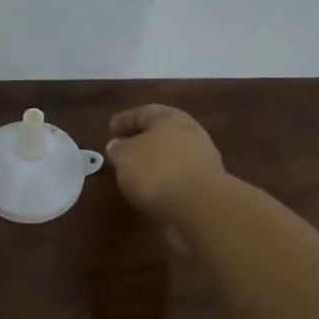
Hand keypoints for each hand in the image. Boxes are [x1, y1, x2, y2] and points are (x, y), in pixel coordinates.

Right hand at [106, 105, 226, 237]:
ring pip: (171, 153)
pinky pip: (179, 174)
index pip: (143, 112)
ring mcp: (202, 157)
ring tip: (136, 173)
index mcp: (169, 117)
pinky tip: (153, 188)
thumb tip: (118, 145)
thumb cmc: (156, 171)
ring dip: (154, 160)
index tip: (110, 130)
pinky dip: (165, 177)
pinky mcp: (207, 182)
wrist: (200, 206)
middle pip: (161, 131)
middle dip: (141, 139)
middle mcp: (190, 131)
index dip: (124, 120)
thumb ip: (118, 149)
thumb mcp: (124, 157)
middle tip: (123, 150)